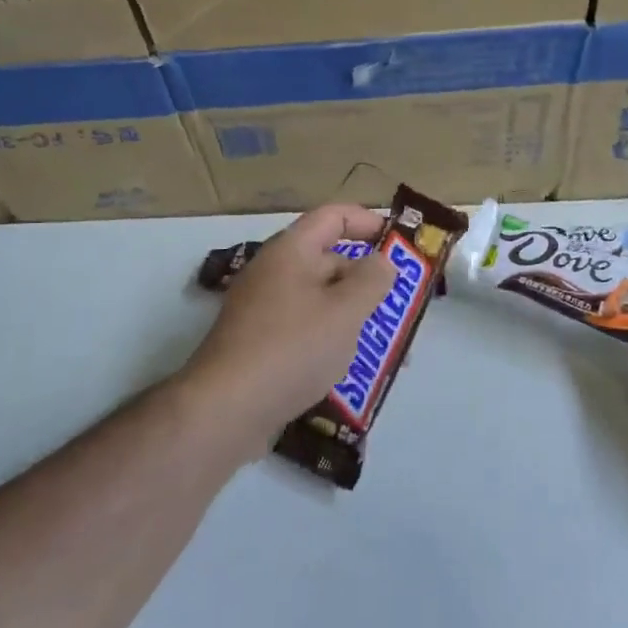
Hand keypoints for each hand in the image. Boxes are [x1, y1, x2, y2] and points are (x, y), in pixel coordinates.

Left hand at [181, 205, 401, 459]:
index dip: (368, 221)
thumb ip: (372, 280)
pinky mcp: (259, 345)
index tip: (400, 240)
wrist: (225, 411)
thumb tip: (382, 261)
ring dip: (354, 316)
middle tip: (403, 304)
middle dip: (368, 280)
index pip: (333, 217)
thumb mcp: (345, 311)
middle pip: (328, 261)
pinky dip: (332, 340)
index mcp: (290, 252)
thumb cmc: (292, 348)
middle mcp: (273, 273)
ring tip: (389, 347)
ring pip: (320, 301)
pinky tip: (352, 368)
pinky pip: (305, 330)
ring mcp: (263, 311)